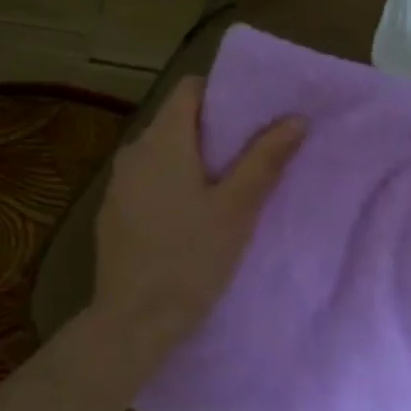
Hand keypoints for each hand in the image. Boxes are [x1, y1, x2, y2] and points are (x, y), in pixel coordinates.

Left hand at [93, 76, 304, 354]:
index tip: (254, 114)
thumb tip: (296, 119)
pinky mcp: (114, 214)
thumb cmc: (192, 258)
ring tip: (231, 185)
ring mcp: (119, 185)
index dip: (222, 94)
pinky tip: (194, 216)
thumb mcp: (238, 208)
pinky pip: (149, 182)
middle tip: (255, 152)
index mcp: (162, 141)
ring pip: (163, 154)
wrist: (135, 321)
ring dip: (196, 160)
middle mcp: (133, 152)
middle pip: (177, 121)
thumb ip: (265, 159)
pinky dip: (174, 184)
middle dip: (216, 130)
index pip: (189, 89)